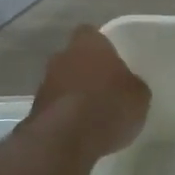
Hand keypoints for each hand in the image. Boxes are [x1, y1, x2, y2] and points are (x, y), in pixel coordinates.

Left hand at [29, 25, 150, 157]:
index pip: (92, 34)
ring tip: (95, 114)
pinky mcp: (36, 109)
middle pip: (76, 58)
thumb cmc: (107, 106)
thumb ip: (132, 84)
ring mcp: (45, 83)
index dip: (104, 47)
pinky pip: (57, 106)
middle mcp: (62, 57)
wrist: (64, 140)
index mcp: (88, 44)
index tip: (115, 62)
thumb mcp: (139, 96)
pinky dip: (67, 114)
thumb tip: (129, 86)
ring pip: (64, 82)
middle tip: (107, 89)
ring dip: (76, 94)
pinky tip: (82, 130)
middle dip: (88, 71)